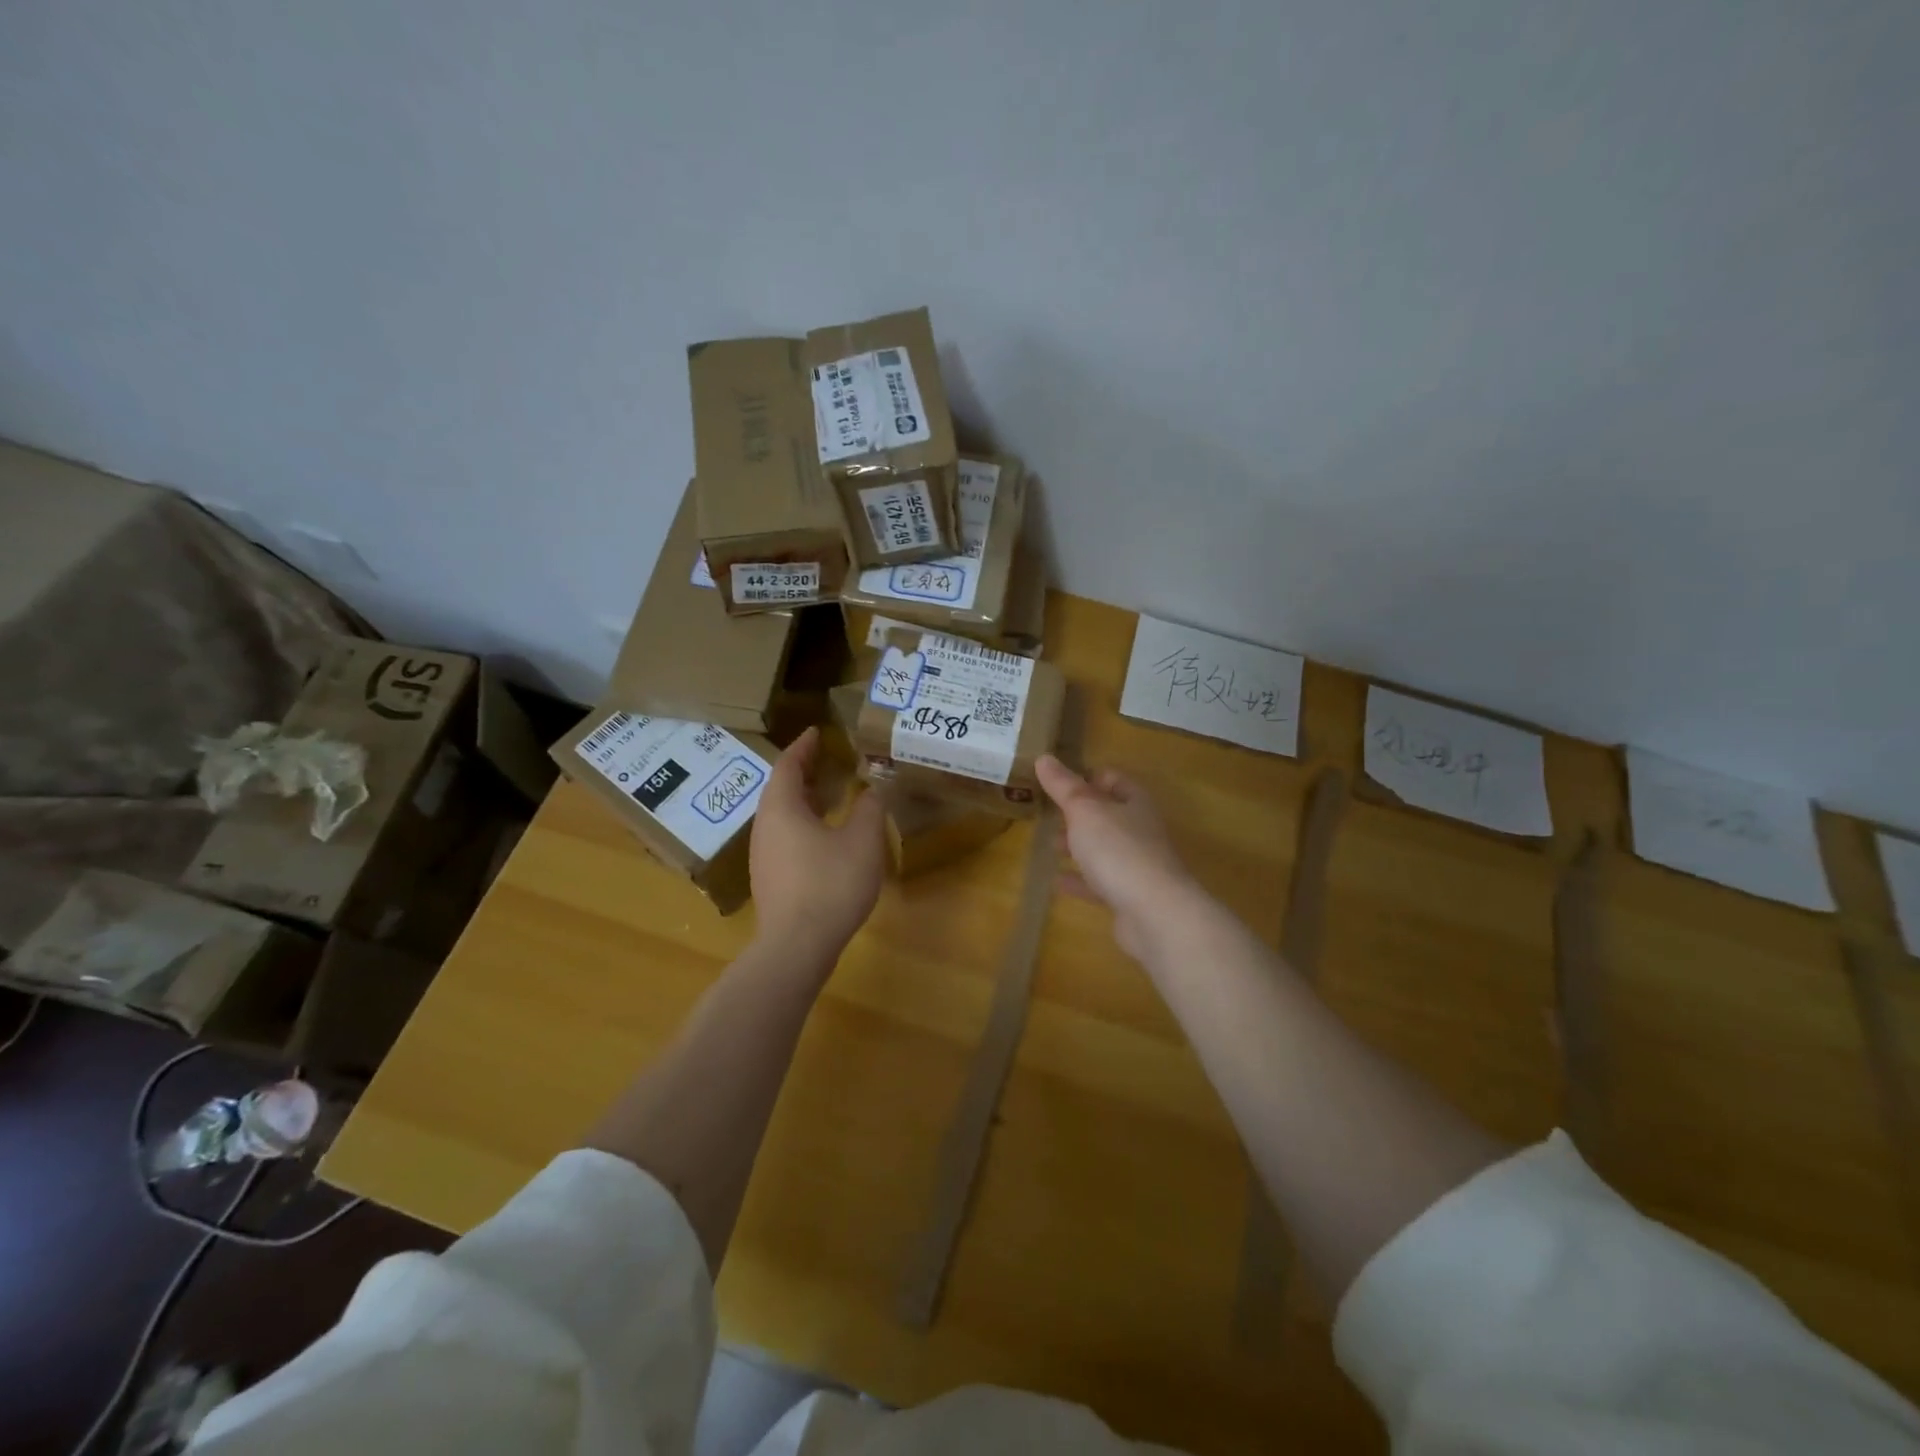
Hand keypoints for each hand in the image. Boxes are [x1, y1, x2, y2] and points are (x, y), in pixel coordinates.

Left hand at [750, 728, 886, 965]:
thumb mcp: (862, 840)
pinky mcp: (770, 877)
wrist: (796, 946)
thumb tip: (875, 787)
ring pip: (782, 814)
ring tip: (832, 793)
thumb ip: (870, 808)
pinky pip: (784, 835)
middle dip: (804, 770)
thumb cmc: (830, 884)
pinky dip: (803, 821)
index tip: (817, 731)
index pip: (788, 765)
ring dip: (805, 798)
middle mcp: (765, 826)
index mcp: (782, 808)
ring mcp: (764, 854)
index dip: (804, 746)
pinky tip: (826, 834)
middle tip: (829, 758)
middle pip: (781, 788)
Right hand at [1036, 755, 1200, 961]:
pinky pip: (1100, 883)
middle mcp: (1140, 830)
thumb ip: (1063, 786)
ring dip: (1079, 846)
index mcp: (1135, 803)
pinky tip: (1057, 881)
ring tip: (1050, 845)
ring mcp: (1138, 865)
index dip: (1089, 777)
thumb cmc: (1118, 850)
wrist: (1154, 914)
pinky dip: (1080, 880)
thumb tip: (1044, 757)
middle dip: (1080, 814)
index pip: (1114, 779)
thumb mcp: (1085, 811)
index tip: (1059, 783)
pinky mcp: (1130, 897)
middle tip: (1049, 815)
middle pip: (1109, 815)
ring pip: (1104, 849)